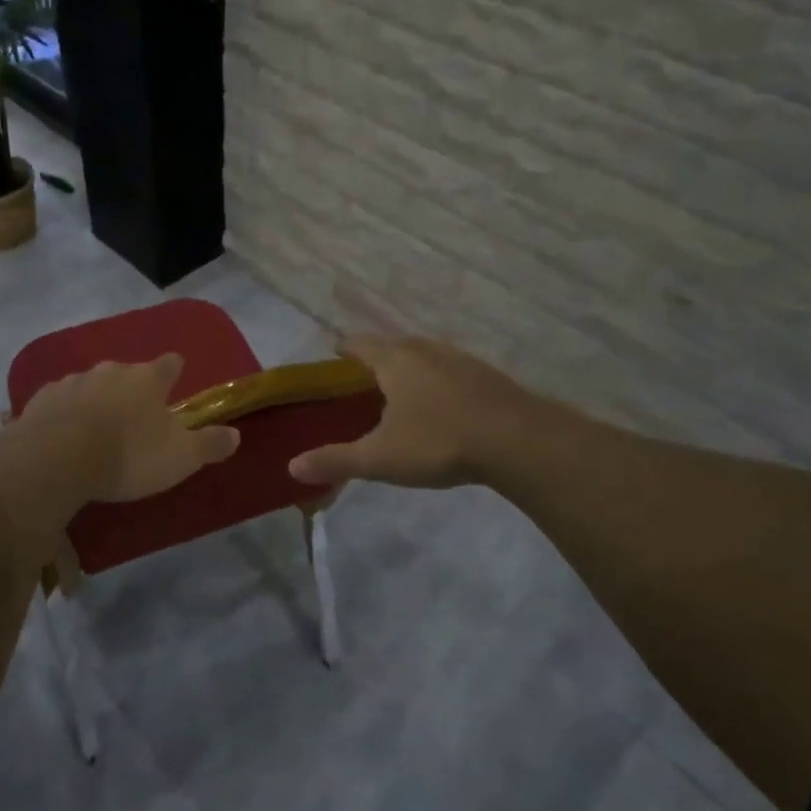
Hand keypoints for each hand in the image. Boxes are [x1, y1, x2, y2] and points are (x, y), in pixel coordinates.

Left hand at [17, 354, 239, 503]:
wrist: (56, 460)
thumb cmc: (128, 455)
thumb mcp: (180, 457)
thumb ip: (209, 444)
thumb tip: (236, 434)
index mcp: (147, 379)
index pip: (169, 364)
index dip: (174, 370)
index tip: (176, 374)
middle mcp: (110, 371)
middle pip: (127, 372)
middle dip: (131, 387)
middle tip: (135, 412)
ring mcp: (72, 382)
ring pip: (91, 384)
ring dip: (97, 398)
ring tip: (97, 425)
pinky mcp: (40, 399)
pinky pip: (59, 402)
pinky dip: (64, 412)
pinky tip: (62, 431)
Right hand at [289, 335, 536, 489]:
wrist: (519, 441)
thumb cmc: (439, 442)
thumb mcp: (381, 457)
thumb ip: (336, 460)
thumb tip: (292, 467)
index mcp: (394, 360)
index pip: (358, 343)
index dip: (342, 347)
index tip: (332, 356)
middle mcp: (424, 349)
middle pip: (391, 345)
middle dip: (374, 359)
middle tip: (362, 384)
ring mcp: (459, 359)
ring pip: (424, 355)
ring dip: (409, 368)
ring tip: (400, 394)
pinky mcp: (486, 375)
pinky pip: (450, 370)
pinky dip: (437, 381)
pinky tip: (442, 406)